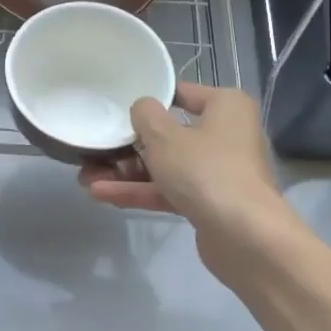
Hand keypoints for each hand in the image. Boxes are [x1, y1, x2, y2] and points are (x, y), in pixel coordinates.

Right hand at [79, 83, 299, 285]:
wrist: (245, 237)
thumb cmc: (205, 171)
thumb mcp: (165, 136)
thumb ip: (145, 115)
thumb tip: (142, 108)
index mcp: (225, 106)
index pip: (181, 93)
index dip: (147, 99)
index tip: (115, 107)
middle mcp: (226, 134)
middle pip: (169, 134)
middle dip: (128, 145)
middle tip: (93, 149)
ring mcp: (217, 171)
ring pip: (165, 165)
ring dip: (126, 172)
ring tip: (85, 176)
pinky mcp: (208, 202)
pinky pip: (169, 190)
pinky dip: (139, 191)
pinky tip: (102, 194)